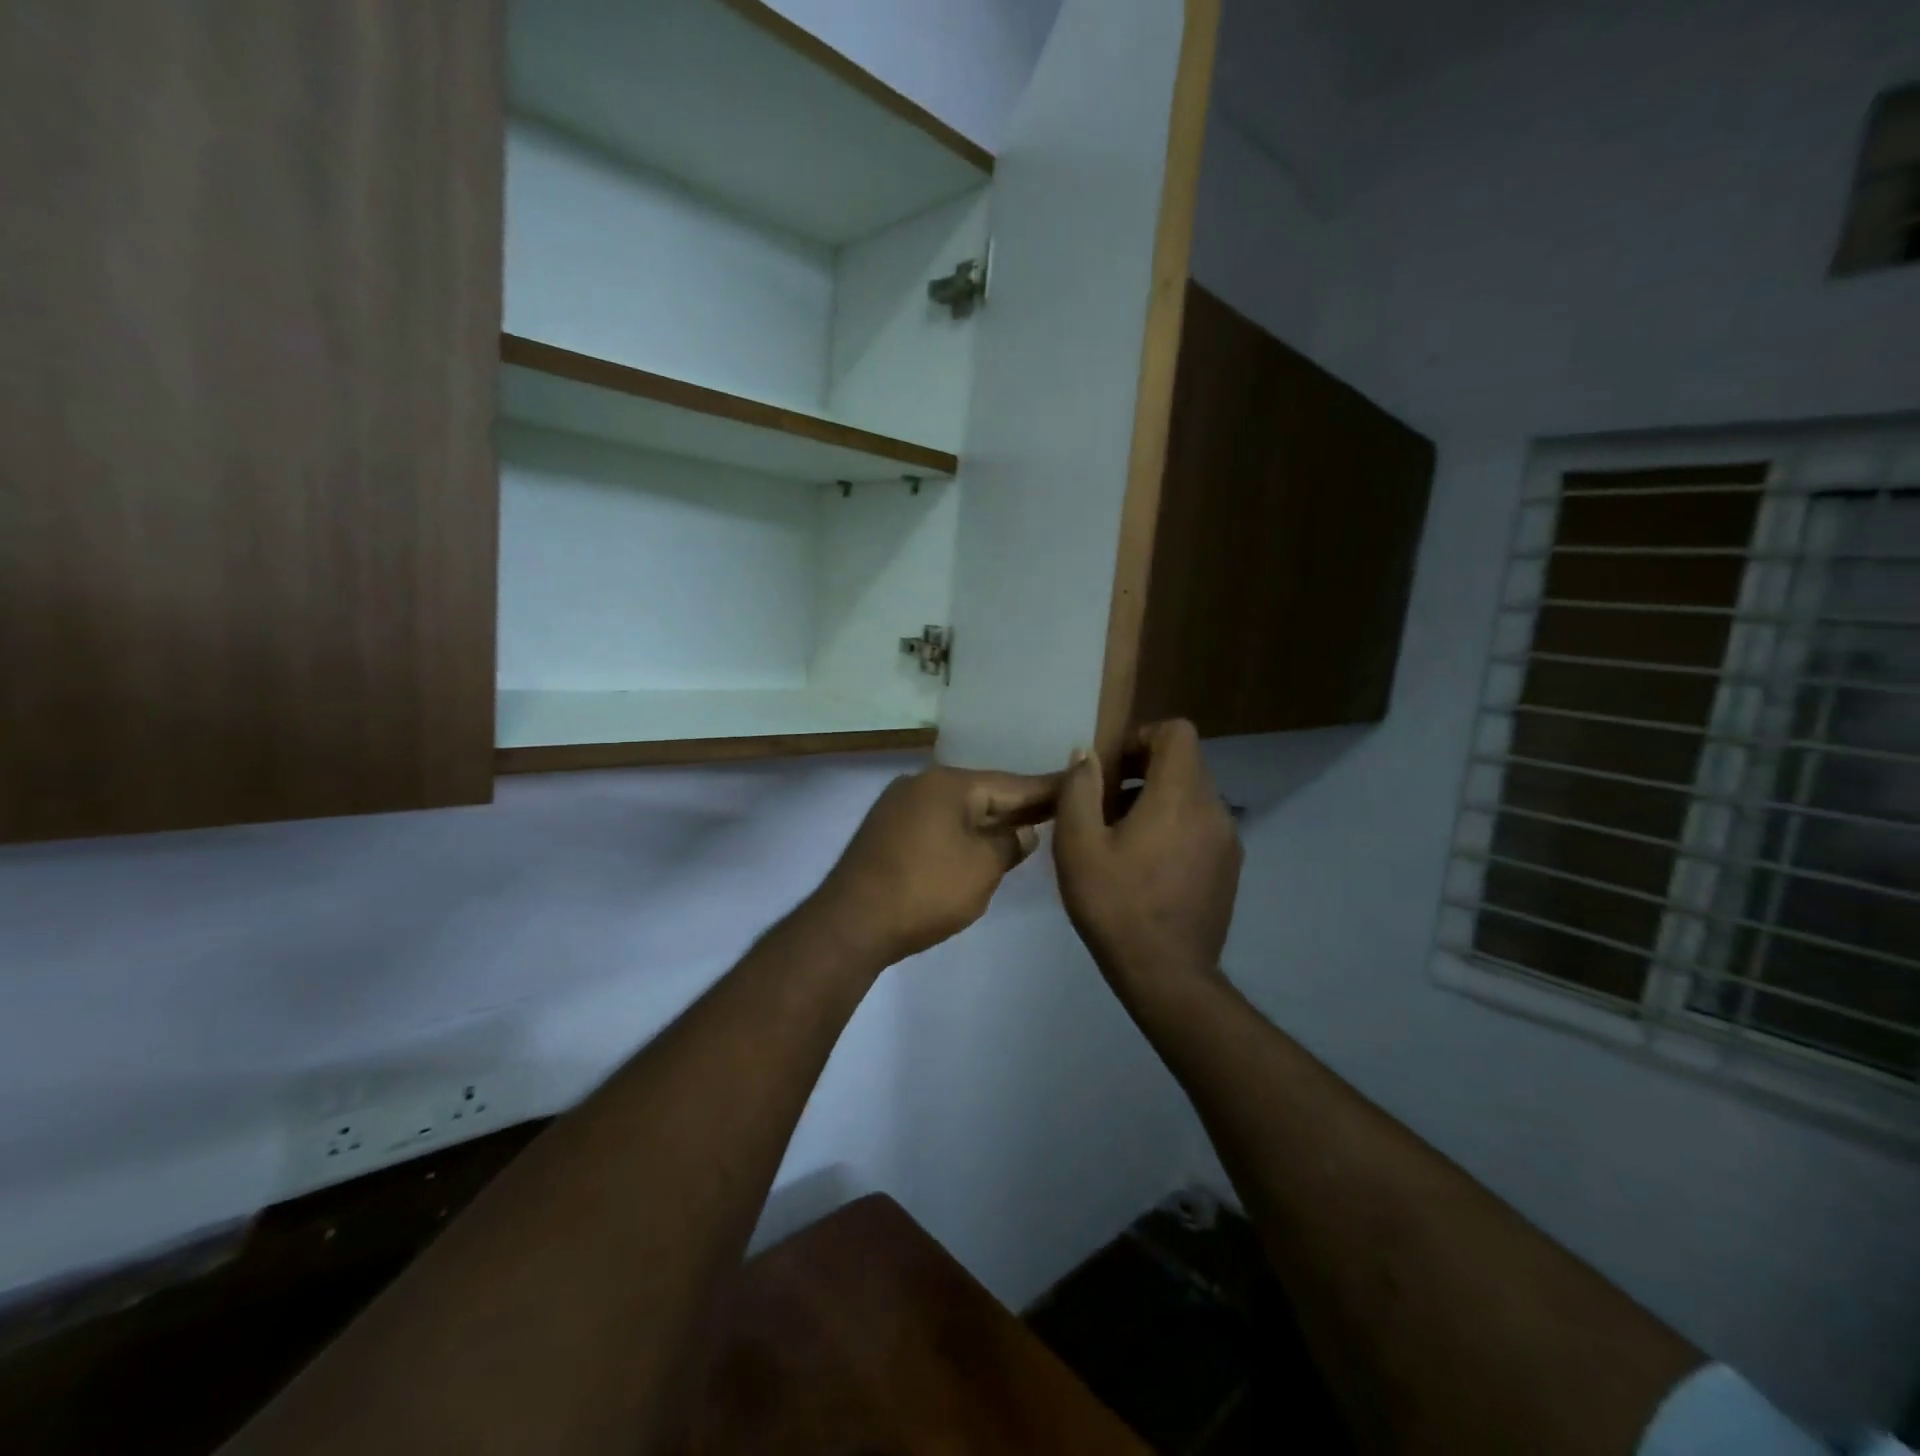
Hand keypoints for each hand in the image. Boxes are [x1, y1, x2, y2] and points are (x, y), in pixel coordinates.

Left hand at [811, 766, 1061, 965]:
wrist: (852, 922)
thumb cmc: (926, 890)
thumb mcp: (982, 868)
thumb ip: (1009, 844)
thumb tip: (1022, 832)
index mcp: (949, 784)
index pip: (1010, 784)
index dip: (1046, 789)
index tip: (1076, 784)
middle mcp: (922, 783)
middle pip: (982, 791)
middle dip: (1017, 804)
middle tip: (1056, 809)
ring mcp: (898, 805)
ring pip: (957, 808)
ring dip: (988, 819)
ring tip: (1024, 827)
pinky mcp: (885, 830)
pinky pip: (937, 822)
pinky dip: (961, 831)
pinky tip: (979, 842)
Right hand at [1053, 721, 1241, 994]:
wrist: (1166, 975)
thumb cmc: (1116, 905)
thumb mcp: (1077, 845)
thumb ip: (1080, 789)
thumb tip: (1087, 755)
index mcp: (1180, 796)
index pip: (1177, 732)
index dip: (1141, 737)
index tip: (1111, 769)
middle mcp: (1214, 809)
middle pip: (1184, 763)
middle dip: (1142, 770)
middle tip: (1105, 806)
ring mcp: (1228, 840)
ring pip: (1192, 795)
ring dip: (1156, 799)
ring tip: (1121, 839)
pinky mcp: (1230, 867)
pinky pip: (1201, 824)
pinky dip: (1174, 825)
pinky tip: (1146, 865)